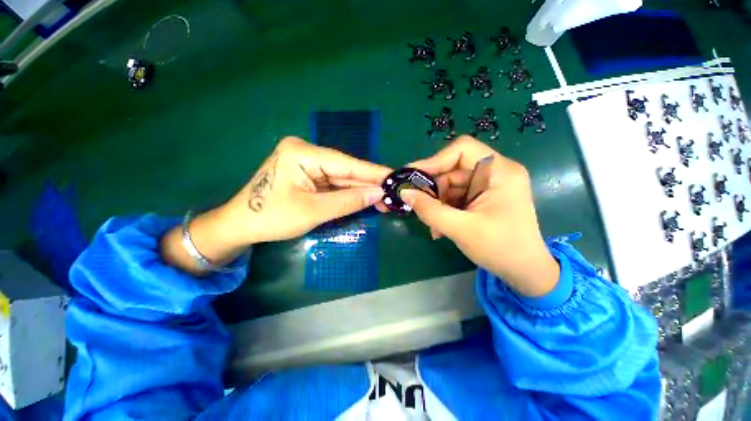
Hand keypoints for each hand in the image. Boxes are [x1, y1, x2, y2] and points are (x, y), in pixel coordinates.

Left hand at [224, 136, 390, 243]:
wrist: (241, 225)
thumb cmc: (272, 218)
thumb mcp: (314, 211)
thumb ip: (348, 201)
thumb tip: (378, 194)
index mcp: (302, 153)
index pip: (346, 163)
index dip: (373, 172)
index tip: (395, 176)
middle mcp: (306, 152)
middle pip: (345, 169)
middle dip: (368, 183)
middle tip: (392, 192)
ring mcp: (307, 163)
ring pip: (341, 177)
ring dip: (361, 189)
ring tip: (383, 198)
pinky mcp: (308, 175)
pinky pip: (333, 183)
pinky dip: (348, 193)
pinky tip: (365, 197)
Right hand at [401, 136, 558, 296]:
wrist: (524, 272)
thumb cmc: (500, 248)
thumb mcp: (461, 229)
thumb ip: (429, 210)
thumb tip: (404, 192)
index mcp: (499, 171)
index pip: (462, 149)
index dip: (435, 160)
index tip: (413, 177)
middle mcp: (494, 172)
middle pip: (453, 169)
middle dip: (434, 190)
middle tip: (418, 207)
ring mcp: (488, 185)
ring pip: (450, 185)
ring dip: (437, 204)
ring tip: (433, 226)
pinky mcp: (481, 198)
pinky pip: (455, 196)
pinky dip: (444, 210)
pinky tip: (440, 227)